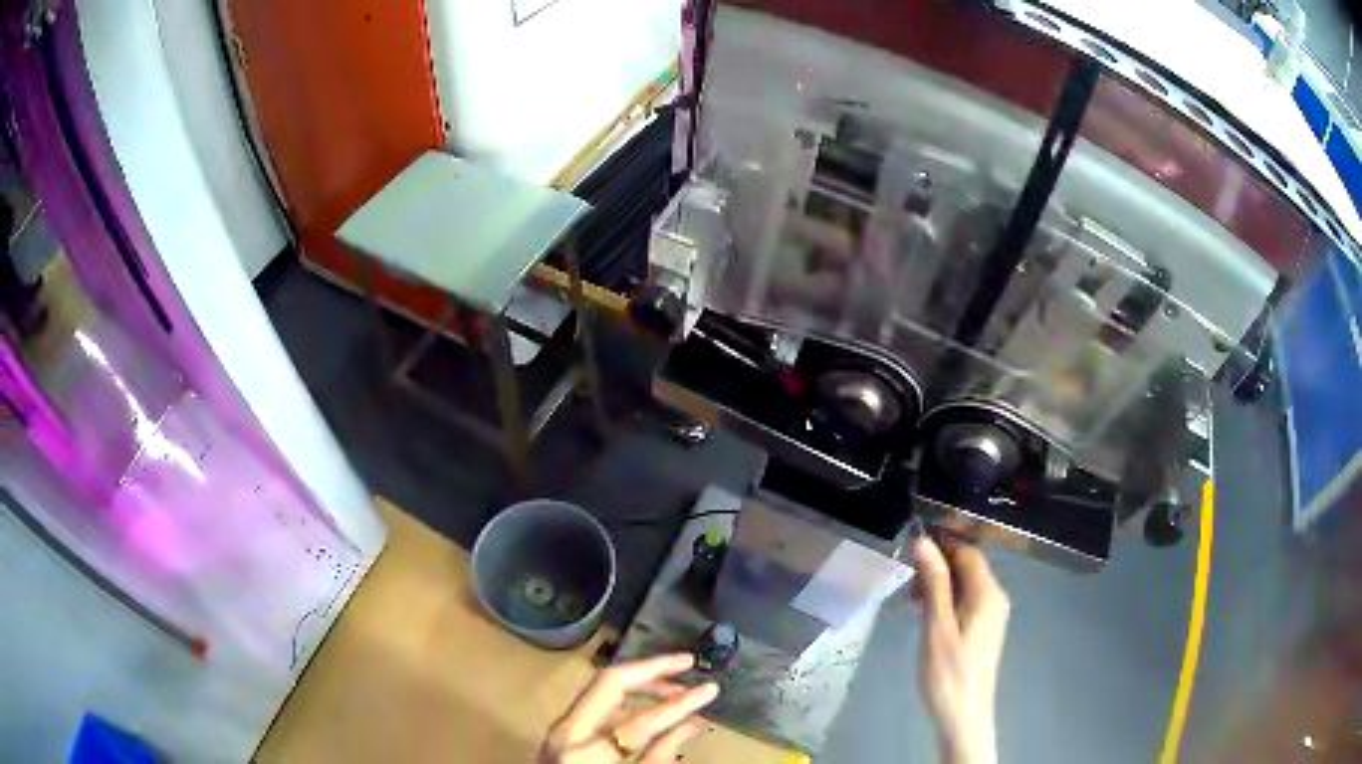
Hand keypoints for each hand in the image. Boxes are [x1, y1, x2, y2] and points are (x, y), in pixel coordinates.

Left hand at [539, 653, 719, 762]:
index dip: (680, 702)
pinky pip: (598, 707)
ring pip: (602, 690)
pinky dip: (626, 702)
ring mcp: (559, 729)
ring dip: (642, 684)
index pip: (640, 717)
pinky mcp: (562, 733)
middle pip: (610, 682)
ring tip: (677, 689)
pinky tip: (651, 708)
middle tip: (689, 665)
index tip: (711, 689)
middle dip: (653, 670)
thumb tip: (695, 721)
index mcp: (585, 751)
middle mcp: (566, 731)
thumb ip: (663, 753)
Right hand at [912, 537, 1010, 763]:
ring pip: (965, 585)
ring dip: (939, 588)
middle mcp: (995, 598)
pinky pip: (967, 602)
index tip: (909, 563)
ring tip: (913, 607)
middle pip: (967, 567)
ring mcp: (992, 615)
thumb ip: (934, 583)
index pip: (967, 553)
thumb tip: (925, 542)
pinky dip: (947, 603)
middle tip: (907, 592)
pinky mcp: (985, 630)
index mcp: (987, 593)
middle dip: (937, 570)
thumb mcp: (936, 627)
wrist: (964, 716)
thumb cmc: (948, 673)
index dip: (940, 549)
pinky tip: (927, 621)